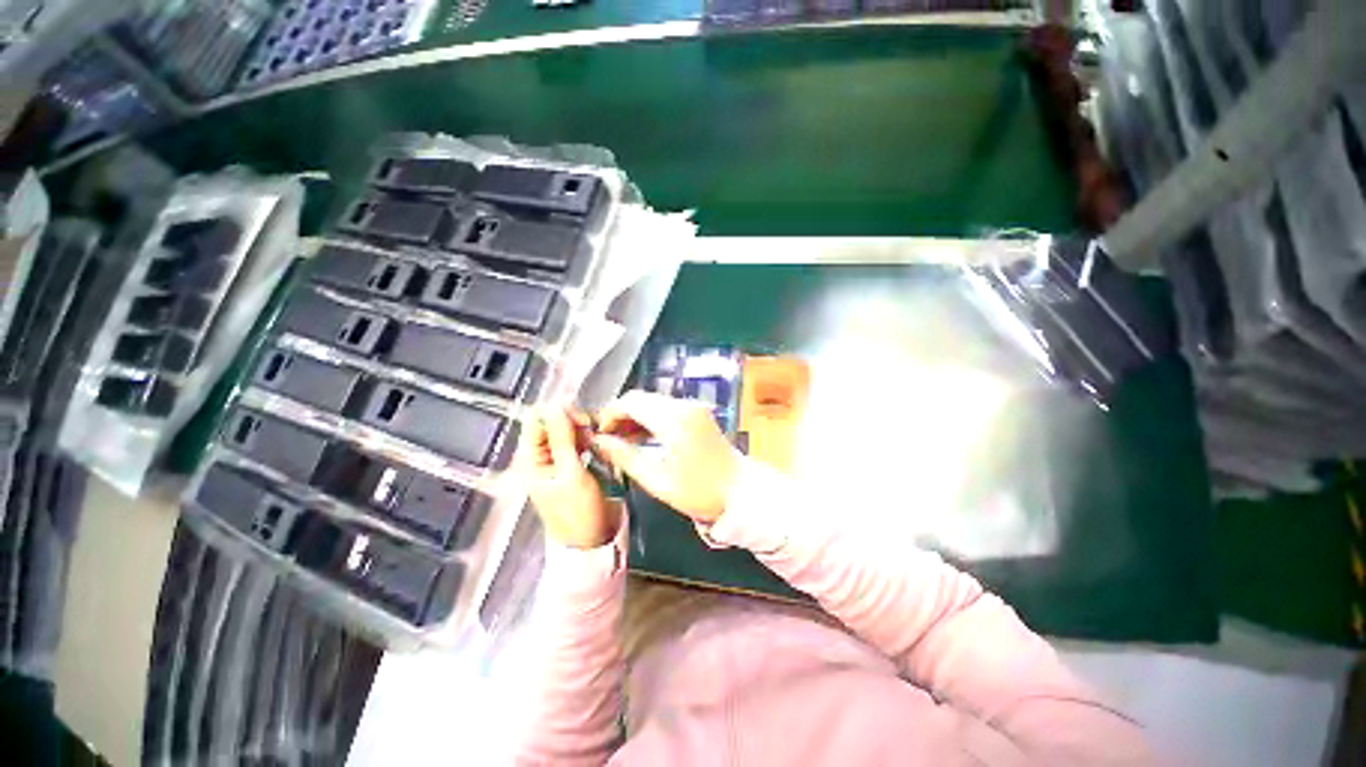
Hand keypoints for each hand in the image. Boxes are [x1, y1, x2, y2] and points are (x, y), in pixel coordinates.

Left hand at [521, 406, 619, 548]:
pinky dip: (587, 438)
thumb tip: (556, 406)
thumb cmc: (578, 512)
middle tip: (593, 431)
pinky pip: (577, 441)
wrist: (592, 540)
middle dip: (574, 421)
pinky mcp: (572, 463)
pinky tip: (598, 442)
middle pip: (553, 422)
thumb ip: (563, 438)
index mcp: (530, 459)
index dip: (559, 414)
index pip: (537, 420)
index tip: (582, 421)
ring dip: (583, 429)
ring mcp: (557, 459)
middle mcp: (541, 456)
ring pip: (567, 430)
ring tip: (598, 437)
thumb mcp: (571, 474)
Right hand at [592, 390, 740, 523]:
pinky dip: (650, 420)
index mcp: (673, 419)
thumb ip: (625, 457)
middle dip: (620, 415)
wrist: (740, 492)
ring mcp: (693, 407)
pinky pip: (665, 409)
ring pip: (652, 402)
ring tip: (621, 442)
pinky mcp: (697, 414)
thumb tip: (598, 441)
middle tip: (608, 440)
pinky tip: (641, 438)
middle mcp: (683, 405)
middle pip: (641, 398)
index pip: (631, 402)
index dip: (609, 414)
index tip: (598, 434)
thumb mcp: (657, 480)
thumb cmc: (699, 491)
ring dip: (634, 417)